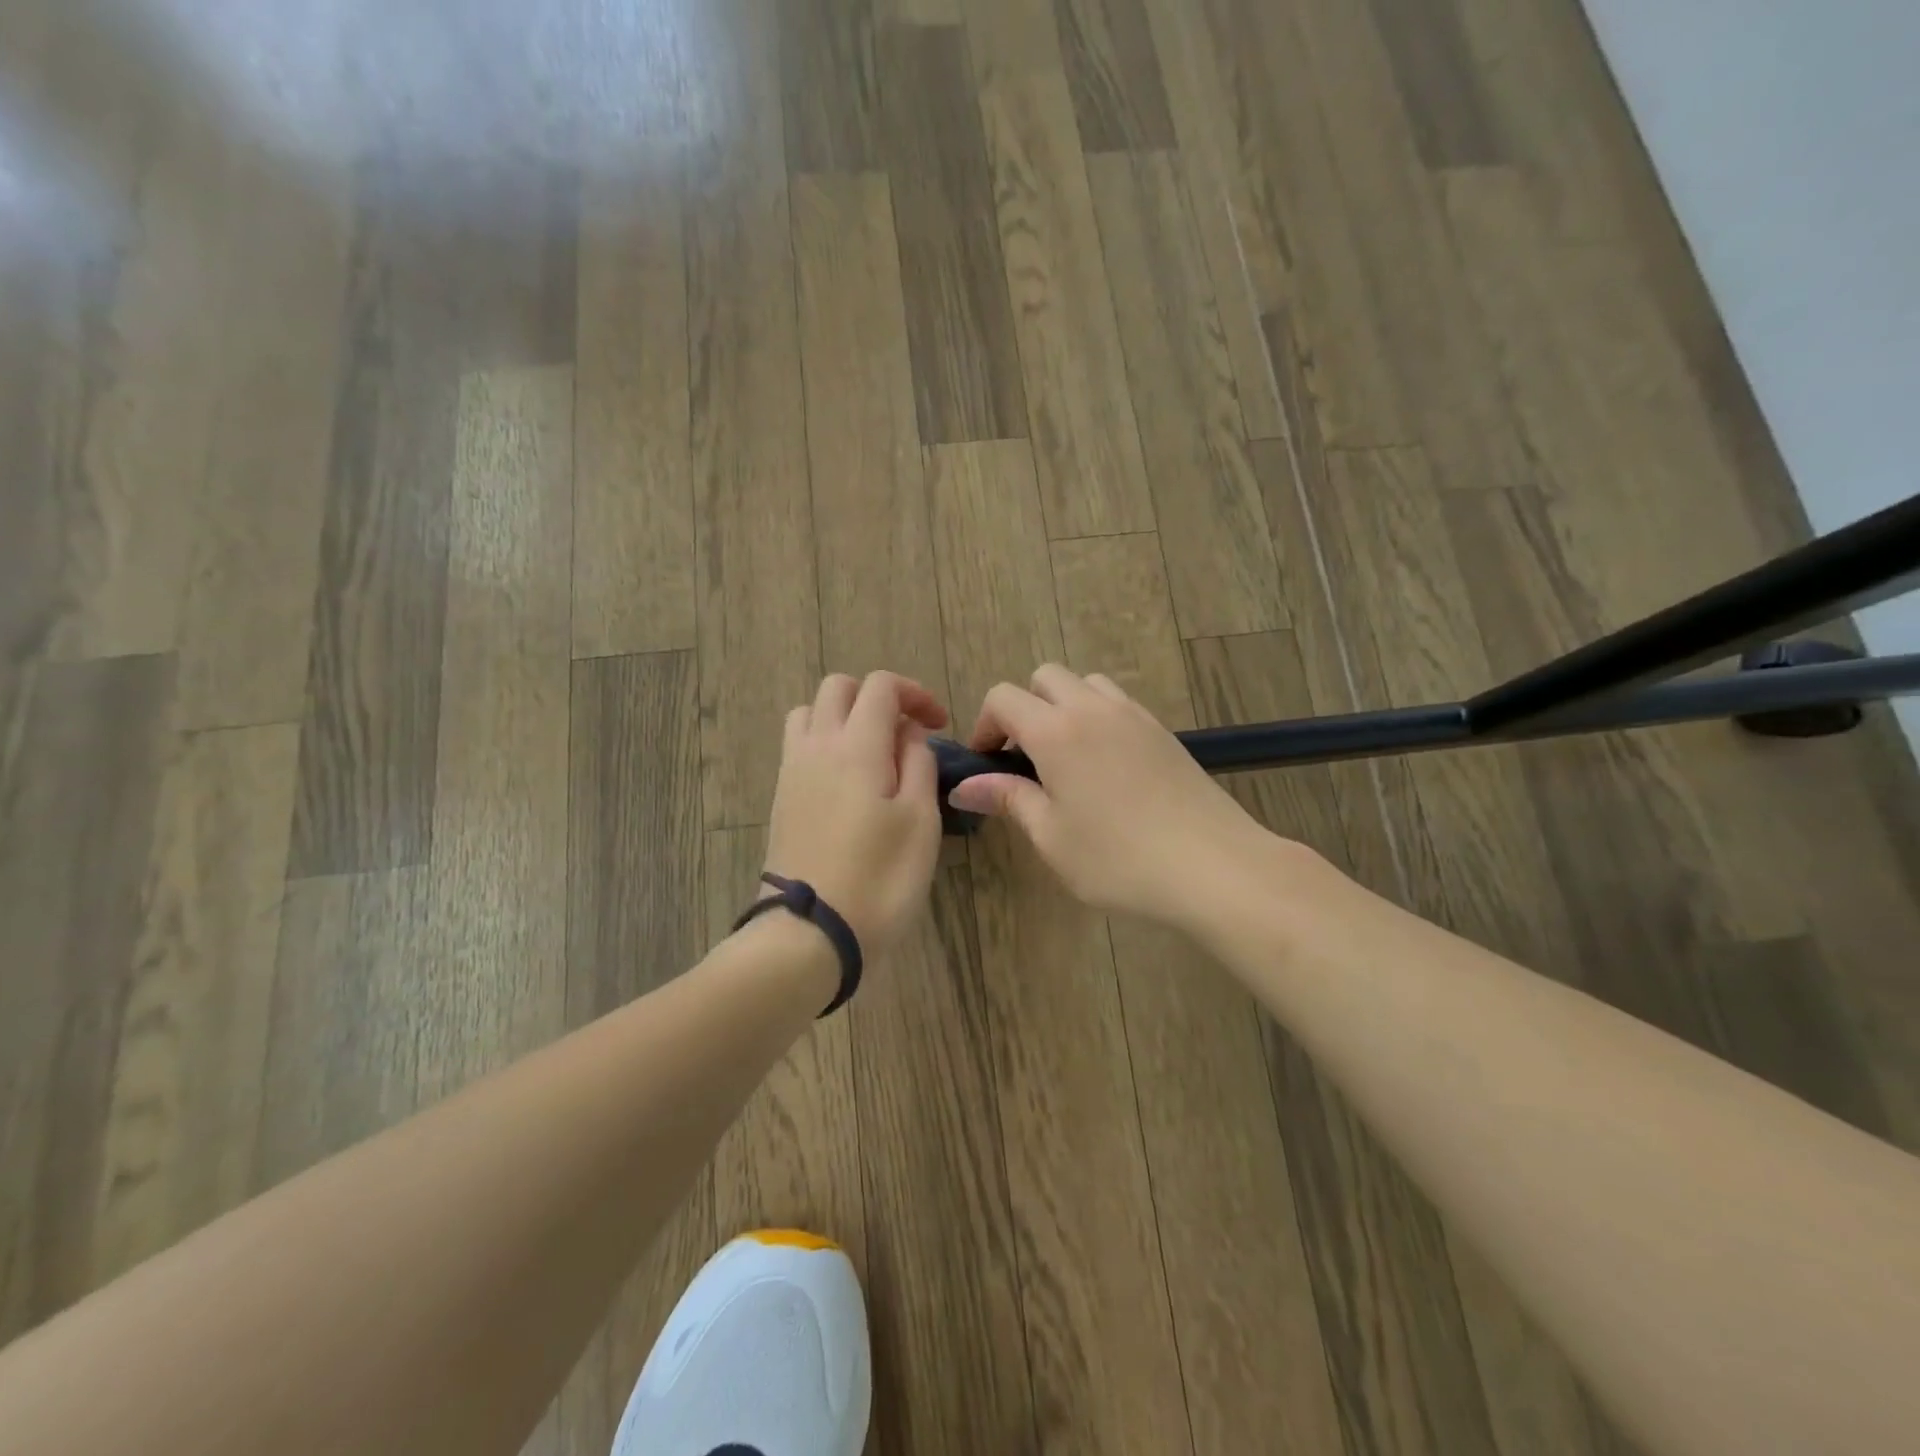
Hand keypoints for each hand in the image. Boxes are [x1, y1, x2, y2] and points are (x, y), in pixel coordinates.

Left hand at [762, 672, 949, 957]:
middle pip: (838, 688)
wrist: (810, 932)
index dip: (915, 693)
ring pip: (809, 712)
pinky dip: (824, 742)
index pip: (880, 686)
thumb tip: (907, 735)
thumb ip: (919, 763)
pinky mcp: (781, 799)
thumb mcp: (920, 820)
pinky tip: (848, 781)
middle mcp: (816, 746)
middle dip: (877, 697)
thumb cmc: (880, 878)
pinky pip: (798, 746)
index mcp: (856, 745)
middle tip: (907, 733)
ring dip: (843, 716)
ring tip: (873, 751)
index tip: (939, 725)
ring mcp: (791, 772)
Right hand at [947, 665, 1264, 927]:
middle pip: (1045, 677)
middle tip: (1024, 758)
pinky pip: (1118, 703)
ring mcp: (1134, 715)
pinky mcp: (1163, 731)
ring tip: (1066, 758)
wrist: (1215, 867)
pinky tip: (1106, 767)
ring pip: (1086, 684)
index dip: (984, 725)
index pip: (1003, 698)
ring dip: (1064, 706)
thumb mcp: (1052, 837)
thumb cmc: (1120, 859)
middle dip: (1024, 708)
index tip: (986, 764)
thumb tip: (965, 785)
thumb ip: (1009, 800)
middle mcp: (1093, 709)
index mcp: (1056, 731)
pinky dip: (1098, 718)